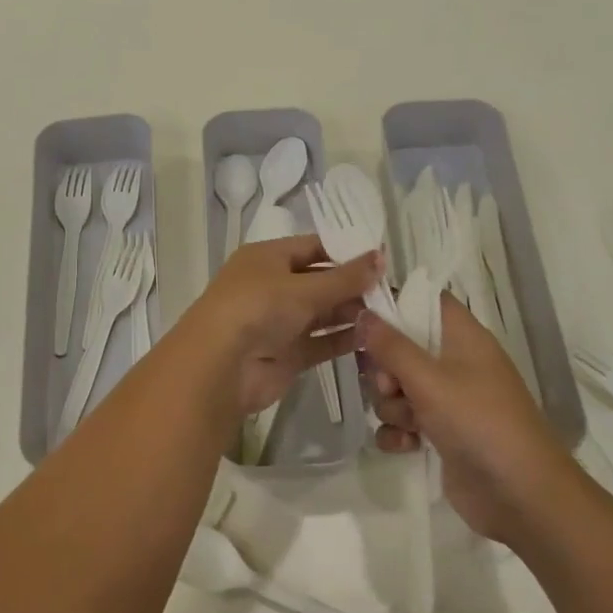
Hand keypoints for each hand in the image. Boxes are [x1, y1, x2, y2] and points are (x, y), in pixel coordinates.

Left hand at [187, 235, 381, 415]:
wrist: (221, 365)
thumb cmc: (259, 308)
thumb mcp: (304, 287)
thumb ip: (346, 277)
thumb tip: (381, 257)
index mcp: (267, 258)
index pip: (312, 247)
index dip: (345, 252)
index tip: (381, 260)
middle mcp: (271, 287)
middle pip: (319, 281)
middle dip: (352, 286)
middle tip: (391, 291)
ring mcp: (278, 322)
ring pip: (321, 314)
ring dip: (351, 313)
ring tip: (388, 313)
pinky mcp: (286, 354)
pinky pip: (320, 342)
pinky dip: (343, 339)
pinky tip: (373, 337)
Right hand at [356, 297, 575, 539]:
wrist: (521, 496)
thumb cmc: (479, 422)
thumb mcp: (429, 380)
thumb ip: (391, 346)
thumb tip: (362, 313)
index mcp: (462, 338)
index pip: (424, 302)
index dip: (393, 303)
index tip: (360, 314)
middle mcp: (454, 364)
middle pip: (400, 348)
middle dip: (385, 370)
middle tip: (390, 386)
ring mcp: (447, 401)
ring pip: (397, 389)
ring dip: (392, 407)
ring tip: (409, 424)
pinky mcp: (440, 435)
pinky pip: (402, 423)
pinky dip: (399, 434)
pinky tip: (408, 447)